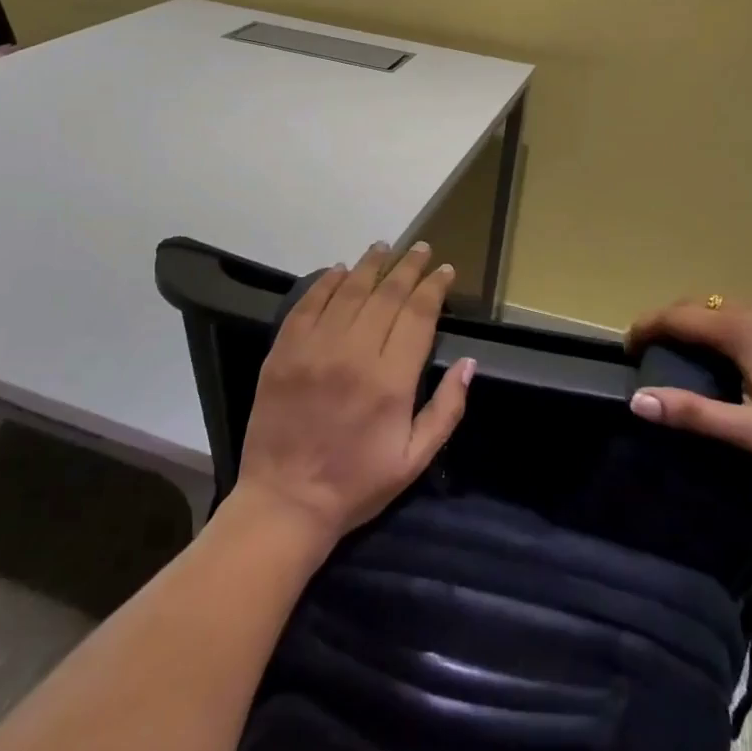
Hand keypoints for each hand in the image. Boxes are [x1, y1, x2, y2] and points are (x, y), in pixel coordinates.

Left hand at [232, 241, 472, 550]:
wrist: (285, 502)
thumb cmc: (356, 484)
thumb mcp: (414, 459)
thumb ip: (446, 410)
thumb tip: (468, 363)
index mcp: (390, 380)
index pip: (418, 315)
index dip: (434, 288)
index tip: (445, 271)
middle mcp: (353, 354)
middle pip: (386, 295)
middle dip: (408, 267)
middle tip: (422, 248)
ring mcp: (314, 349)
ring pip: (348, 291)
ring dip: (370, 266)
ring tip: (385, 247)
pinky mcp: (283, 352)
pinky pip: (307, 304)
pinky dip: (325, 282)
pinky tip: (338, 270)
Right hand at [625, 297, 751, 479]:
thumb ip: (695, 414)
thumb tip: (639, 400)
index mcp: (741, 332)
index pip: (678, 316)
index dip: (647, 327)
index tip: (627, 345)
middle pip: (699, 305)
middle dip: (668, 320)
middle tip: (649, 348)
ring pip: (724, 308)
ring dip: (696, 321)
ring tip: (683, 350)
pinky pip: (745, 313)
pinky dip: (721, 324)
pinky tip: (732, 352)